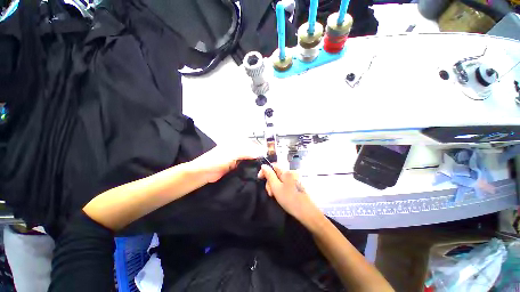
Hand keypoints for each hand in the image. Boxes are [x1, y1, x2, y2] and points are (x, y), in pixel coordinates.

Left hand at [189, 141, 263, 183]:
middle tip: (266, 163)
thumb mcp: (232, 154)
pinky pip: (245, 166)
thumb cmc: (217, 160)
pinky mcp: (235, 167)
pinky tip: (255, 171)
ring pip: (248, 159)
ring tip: (262, 168)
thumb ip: (246, 153)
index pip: (251, 144)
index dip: (258, 149)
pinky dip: (250, 168)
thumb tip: (260, 153)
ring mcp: (236, 158)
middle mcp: (237, 149)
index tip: (266, 156)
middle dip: (257, 156)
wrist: (203, 173)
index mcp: (236, 143)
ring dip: (254, 163)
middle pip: (250, 151)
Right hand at [258, 164, 322, 226]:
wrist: (306, 212)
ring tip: (274, 195)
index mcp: (287, 171)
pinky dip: (280, 188)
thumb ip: (269, 175)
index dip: (265, 170)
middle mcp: (291, 172)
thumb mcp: (276, 187)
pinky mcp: (296, 185)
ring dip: (274, 186)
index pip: (273, 165)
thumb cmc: (290, 199)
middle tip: (270, 192)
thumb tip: (263, 165)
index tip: (260, 178)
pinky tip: (280, 195)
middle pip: (276, 173)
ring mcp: (295, 179)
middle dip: (270, 181)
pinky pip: (284, 183)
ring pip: (279, 179)